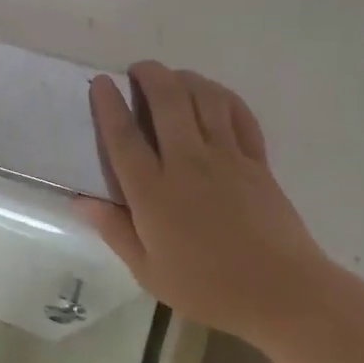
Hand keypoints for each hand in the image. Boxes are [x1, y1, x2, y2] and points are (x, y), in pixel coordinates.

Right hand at [77, 63, 331, 335]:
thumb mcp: (148, 271)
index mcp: (154, 192)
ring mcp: (227, 158)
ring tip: (173, 77)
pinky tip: (213, 96)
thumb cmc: (207, 287)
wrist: (282, 292)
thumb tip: (81, 201)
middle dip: (150, 75)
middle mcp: (187, 163)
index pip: (124, 137)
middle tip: (138, 70)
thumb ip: (114, 230)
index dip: (109, 105)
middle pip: (167, 101)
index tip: (101, 82)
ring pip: (204, 98)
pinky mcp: (257, 161)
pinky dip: (223, 97)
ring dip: (185, 78)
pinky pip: (239, 115)